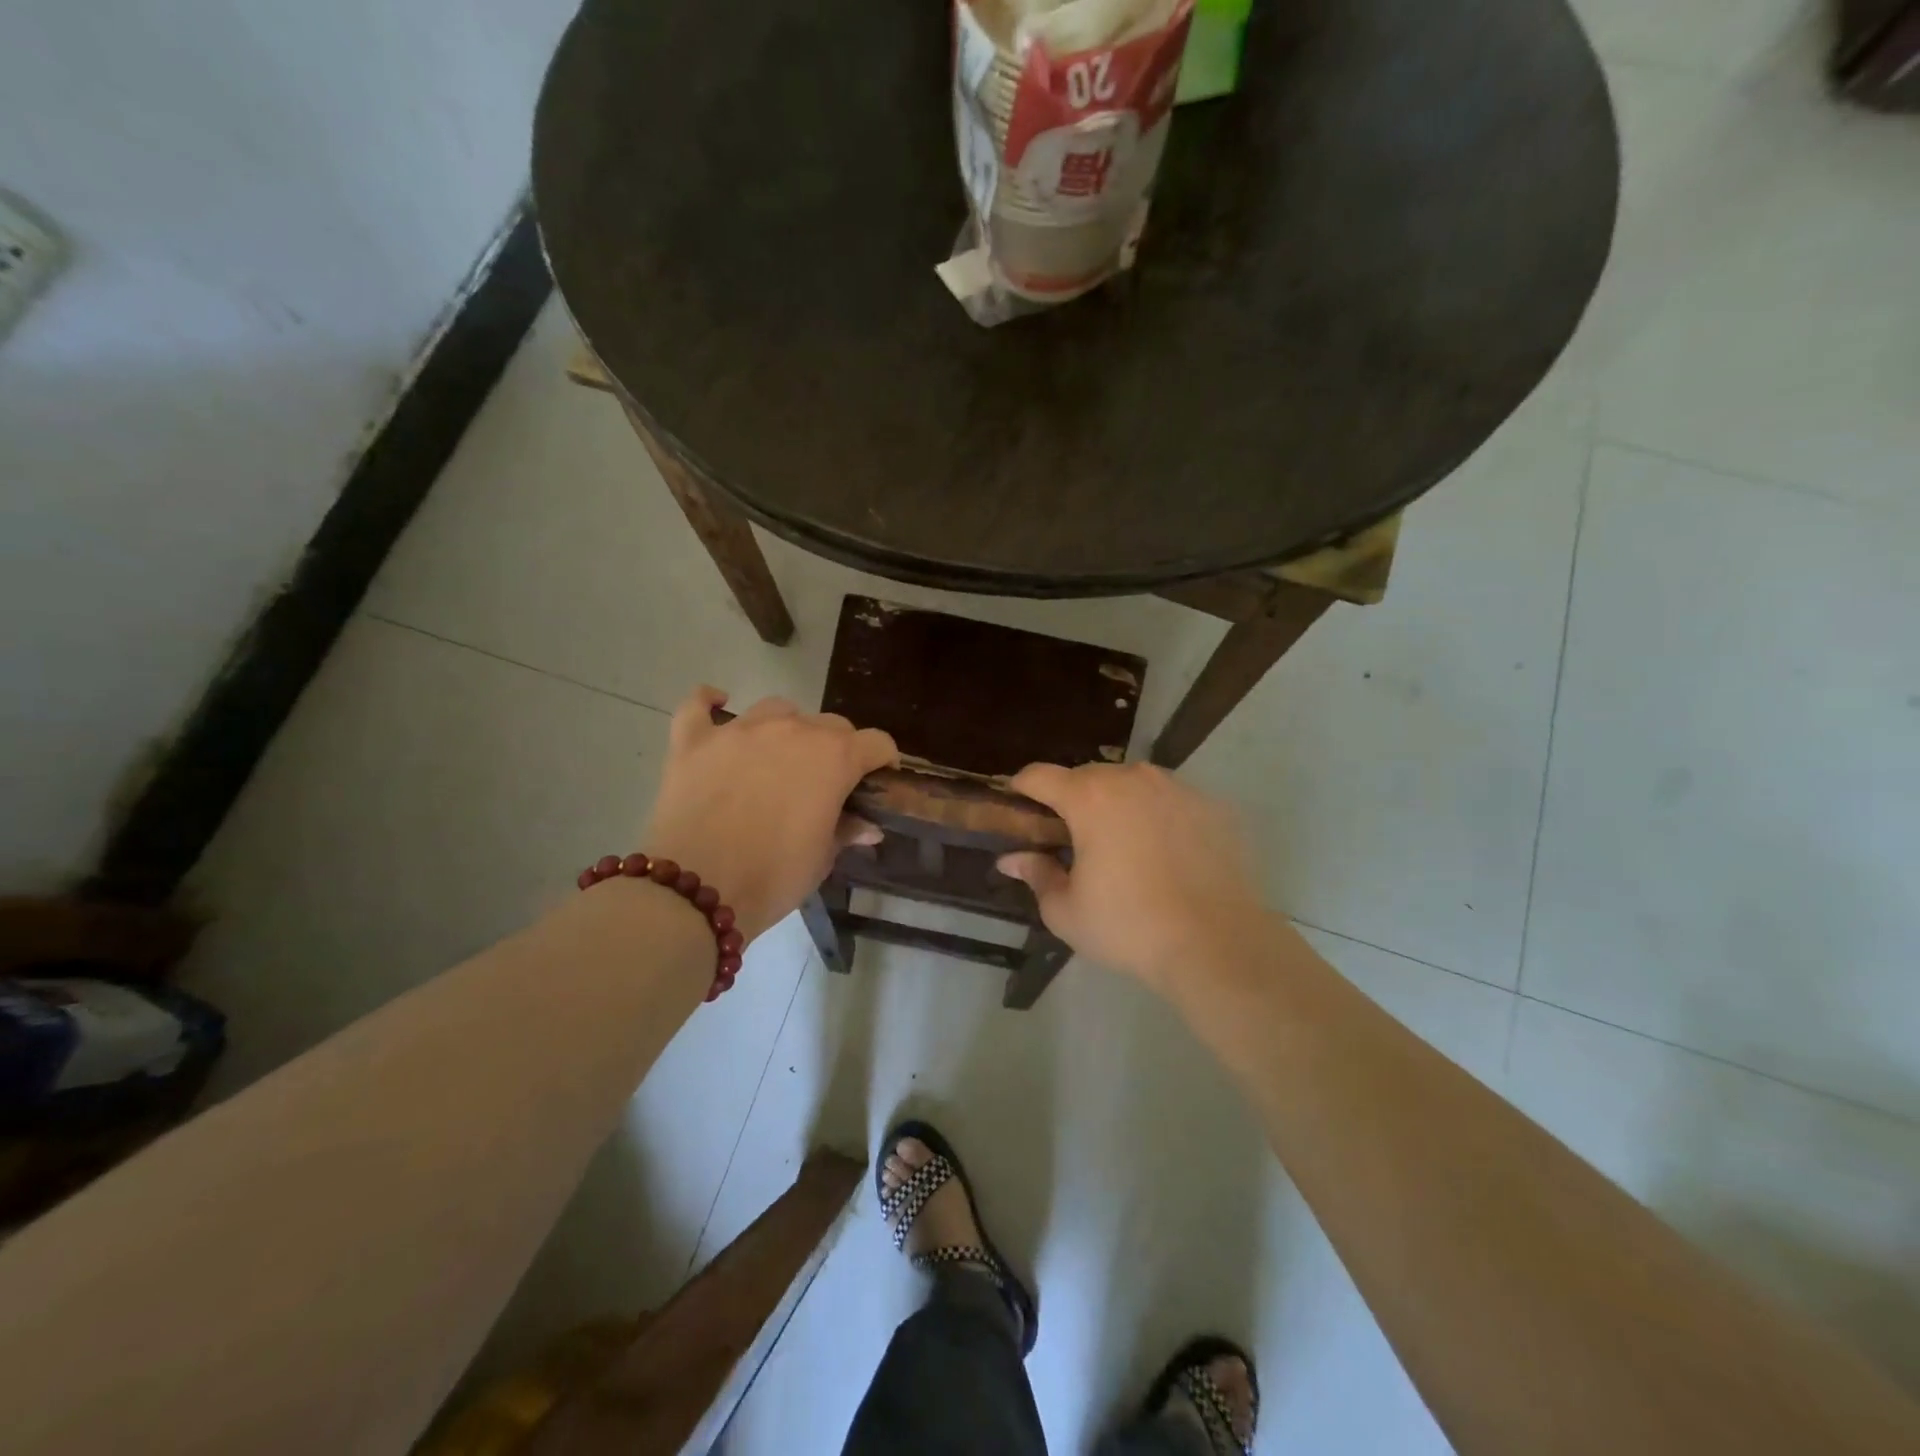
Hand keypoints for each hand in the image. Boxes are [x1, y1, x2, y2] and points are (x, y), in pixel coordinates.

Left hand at [641, 688, 896, 941]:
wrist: (695, 889)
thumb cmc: (773, 876)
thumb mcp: (821, 859)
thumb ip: (846, 831)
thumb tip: (868, 826)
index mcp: (834, 758)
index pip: (877, 743)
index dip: (883, 763)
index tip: (877, 784)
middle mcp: (792, 730)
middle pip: (830, 724)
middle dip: (837, 749)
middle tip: (825, 784)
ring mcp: (739, 730)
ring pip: (776, 709)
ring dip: (787, 728)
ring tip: (779, 757)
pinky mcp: (694, 740)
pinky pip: (699, 705)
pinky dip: (710, 703)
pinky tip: (718, 707)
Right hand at [996, 763, 1271, 993]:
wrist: (1218, 944)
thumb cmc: (1129, 927)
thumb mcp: (1067, 912)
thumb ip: (1037, 875)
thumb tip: (1012, 859)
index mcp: (1089, 798)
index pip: (1040, 775)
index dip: (1021, 788)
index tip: (1018, 807)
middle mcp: (1132, 778)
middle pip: (1088, 776)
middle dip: (1073, 800)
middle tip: (1072, 838)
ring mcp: (1177, 788)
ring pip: (1133, 784)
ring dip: (1119, 805)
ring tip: (1123, 845)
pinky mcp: (1213, 806)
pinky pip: (1171, 801)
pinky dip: (1159, 816)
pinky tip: (1166, 854)